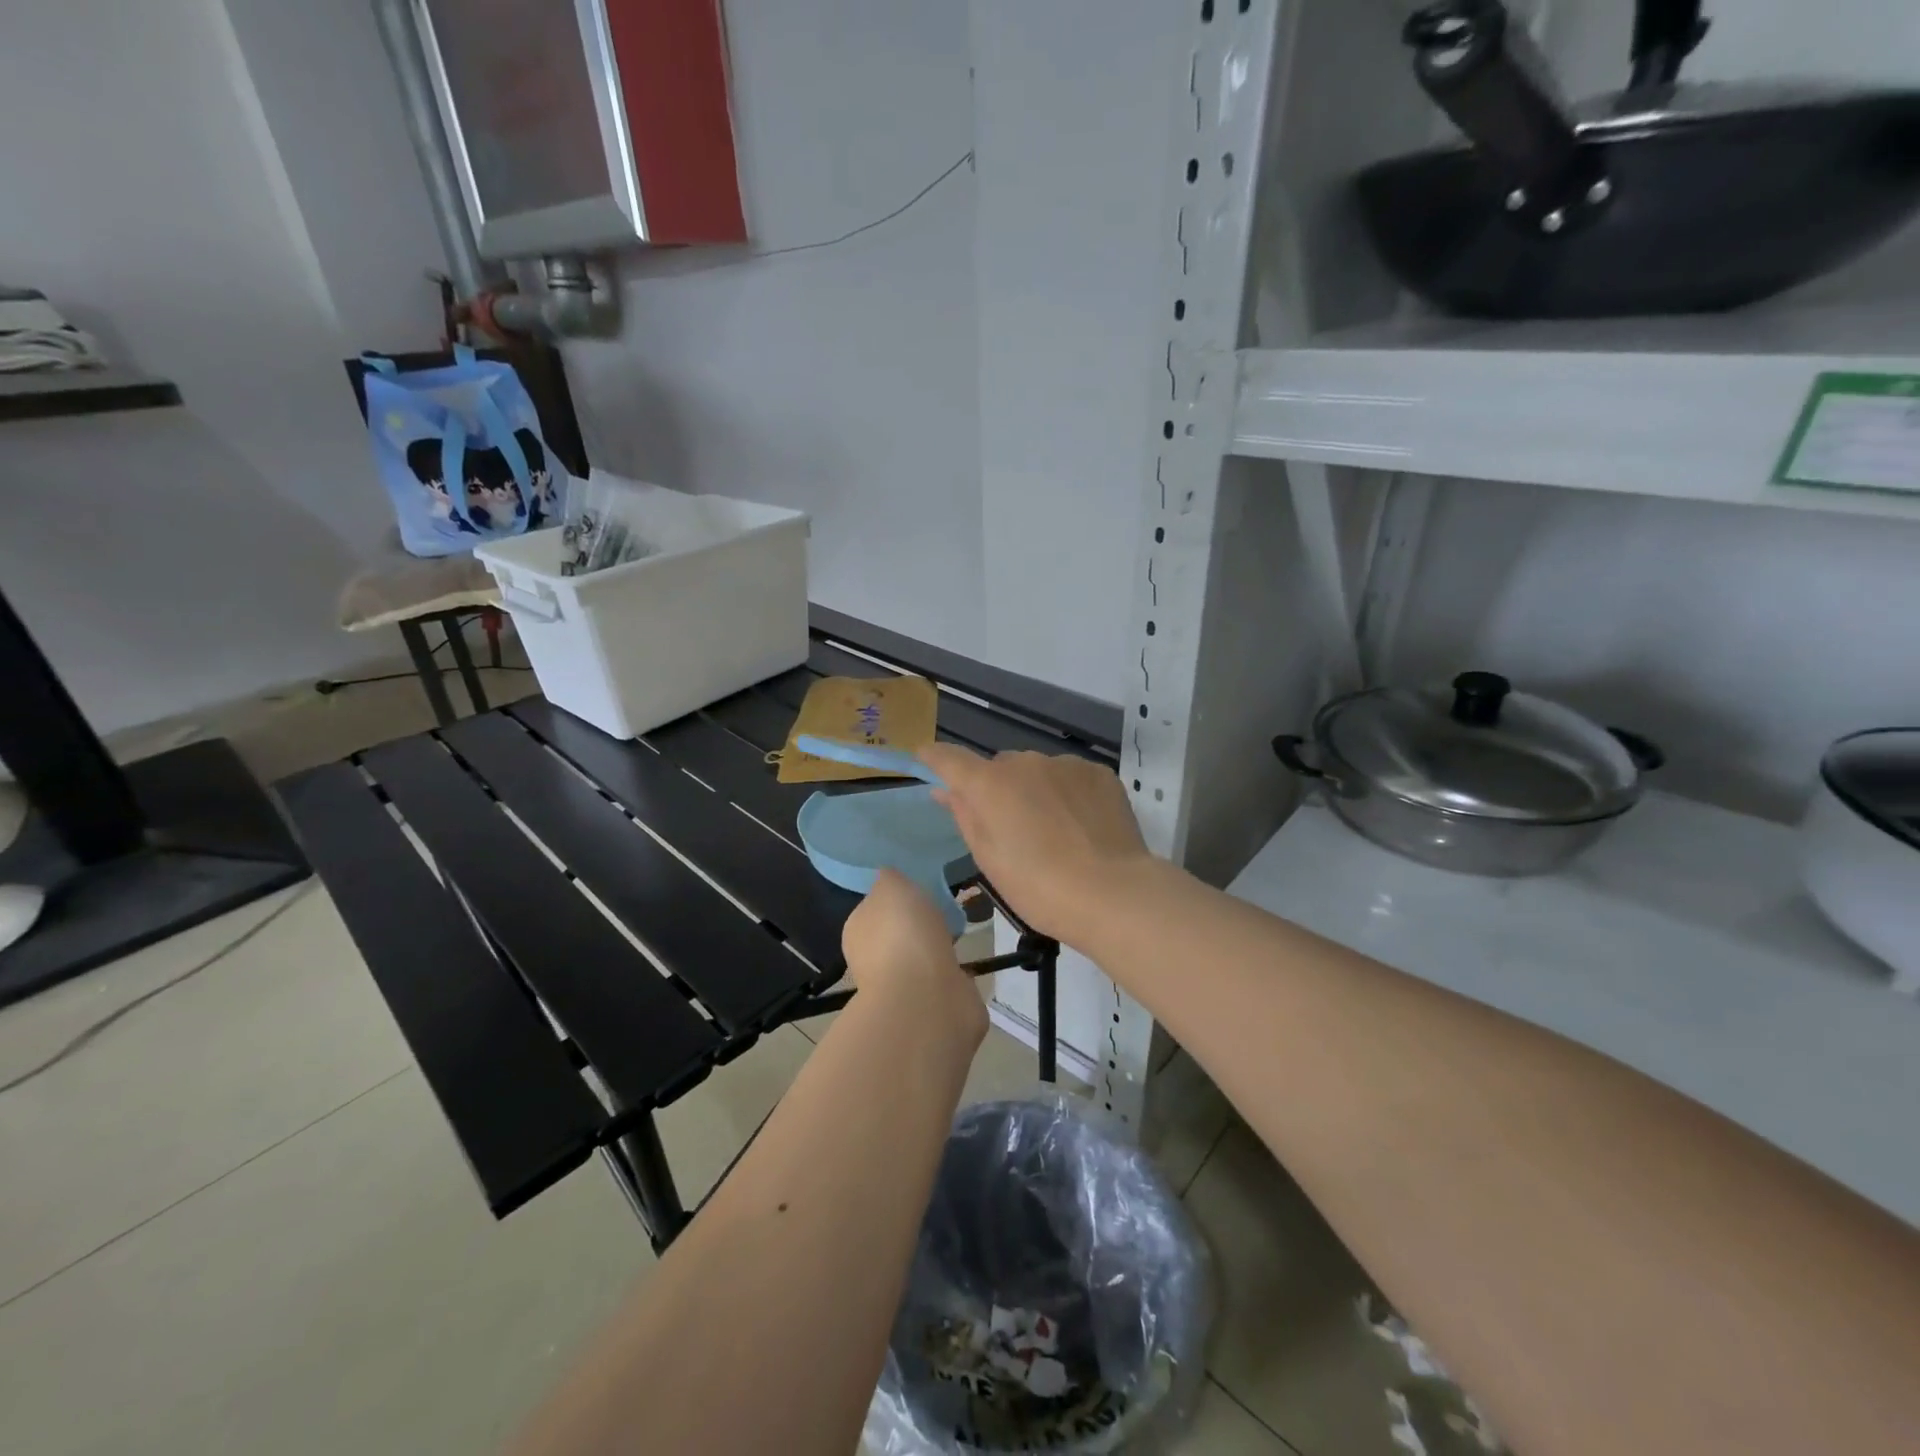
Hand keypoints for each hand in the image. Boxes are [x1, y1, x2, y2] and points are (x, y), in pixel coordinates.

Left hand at [841, 869, 985, 1043]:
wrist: (926, 997)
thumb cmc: (902, 933)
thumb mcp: (891, 886)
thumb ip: (889, 878)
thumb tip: (889, 878)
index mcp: (858, 931)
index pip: (874, 910)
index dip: (895, 900)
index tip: (918, 891)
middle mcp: (874, 960)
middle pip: (899, 935)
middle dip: (918, 926)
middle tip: (943, 910)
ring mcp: (904, 986)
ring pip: (922, 958)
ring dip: (937, 949)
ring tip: (960, 933)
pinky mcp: (933, 1005)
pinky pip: (944, 980)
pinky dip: (953, 972)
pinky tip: (967, 961)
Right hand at [919, 745, 1152, 942]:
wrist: (1112, 893)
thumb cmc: (1039, 887)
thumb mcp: (989, 859)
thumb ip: (964, 816)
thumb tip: (944, 790)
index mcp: (990, 784)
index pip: (949, 758)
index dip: (933, 757)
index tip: (925, 759)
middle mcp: (1025, 762)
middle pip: (999, 767)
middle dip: (997, 789)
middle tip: (1010, 829)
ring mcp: (1066, 764)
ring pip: (1038, 771)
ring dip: (1035, 790)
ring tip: (1053, 832)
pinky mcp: (1099, 772)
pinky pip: (1070, 777)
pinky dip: (1067, 794)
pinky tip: (1080, 826)